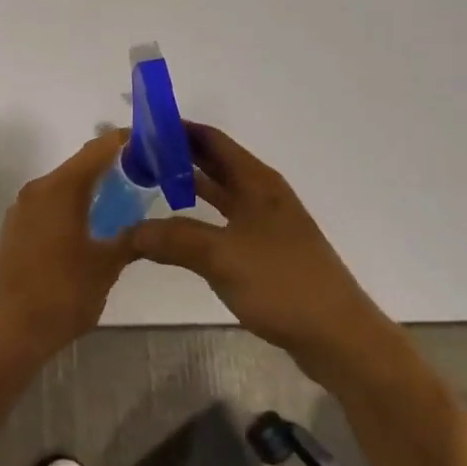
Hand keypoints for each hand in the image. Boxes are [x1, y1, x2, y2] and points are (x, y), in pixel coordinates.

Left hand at [0, 130, 137, 363]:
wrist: (6, 332)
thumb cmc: (61, 294)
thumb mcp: (106, 267)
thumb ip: (129, 238)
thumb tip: (146, 227)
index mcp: (61, 188)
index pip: (100, 148)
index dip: (128, 142)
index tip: (156, 145)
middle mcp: (38, 189)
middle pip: (81, 165)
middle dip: (115, 168)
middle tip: (148, 179)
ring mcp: (22, 209)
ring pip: (65, 187)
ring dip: (94, 190)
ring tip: (127, 205)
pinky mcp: (16, 230)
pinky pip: (51, 206)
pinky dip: (75, 207)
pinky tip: (94, 230)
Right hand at [132, 124, 395, 386]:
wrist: (338, 337)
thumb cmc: (282, 284)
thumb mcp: (221, 257)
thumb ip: (173, 239)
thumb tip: (128, 233)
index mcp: (257, 182)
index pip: (211, 140)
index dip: (178, 129)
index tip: (141, 128)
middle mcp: (261, 195)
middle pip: (214, 163)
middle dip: (176, 156)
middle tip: (134, 158)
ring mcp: (264, 224)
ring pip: (218, 193)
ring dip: (185, 186)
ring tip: (146, 185)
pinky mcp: (264, 252)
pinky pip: (222, 222)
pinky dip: (196, 217)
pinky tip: (174, 229)